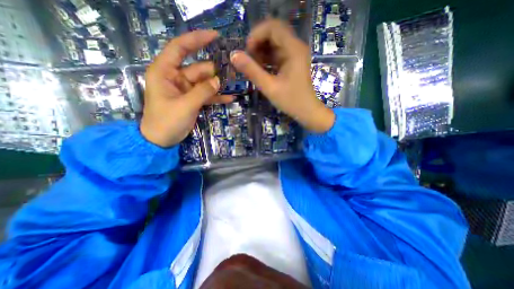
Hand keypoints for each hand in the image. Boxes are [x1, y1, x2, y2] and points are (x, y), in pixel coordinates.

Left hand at [140, 29, 232, 146]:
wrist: (162, 140)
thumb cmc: (166, 121)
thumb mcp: (185, 106)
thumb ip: (202, 92)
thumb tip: (218, 81)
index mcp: (165, 72)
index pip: (180, 48)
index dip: (196, 40)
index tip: (215, 37)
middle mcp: (176, 77)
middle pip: (198, 68)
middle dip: (214, 71)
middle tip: (232, 73)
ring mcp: (186, 89)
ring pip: (205, 82)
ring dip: (218, 85)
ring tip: (233, 85)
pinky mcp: (192, 100)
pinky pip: (206, 95)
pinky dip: (216, 97)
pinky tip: (229, 99)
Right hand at [232, 19, 335, 132]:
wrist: (306, 111)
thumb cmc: (291, 101)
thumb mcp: (269, 87)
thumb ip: (252, 71)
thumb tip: (233, 55)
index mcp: (293, 49)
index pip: (272, 27)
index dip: (256, 35)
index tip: (247, 52)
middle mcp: (295, 47)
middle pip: (273, 33)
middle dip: (257, 44)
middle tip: (249, 60)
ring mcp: (294, 54)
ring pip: (274, 43)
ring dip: (261, 52)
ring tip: (254, 67)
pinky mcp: (292, 62)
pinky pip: (276, 53)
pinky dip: (266, 58)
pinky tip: (261, 69)